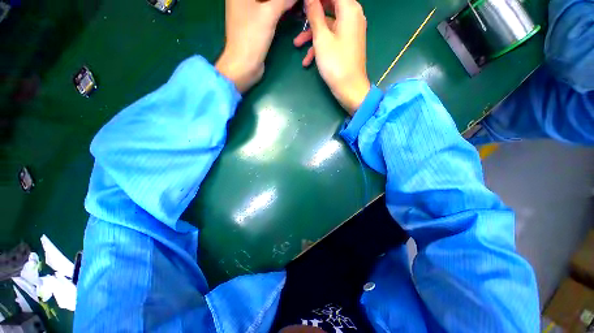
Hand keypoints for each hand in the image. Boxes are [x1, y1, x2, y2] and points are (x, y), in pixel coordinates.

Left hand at [216, 0, 297, 92]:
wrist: (243, 65)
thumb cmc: (252, 38)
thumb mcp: (269, 14)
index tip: (293, 0)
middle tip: (297, 2)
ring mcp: (247, 10)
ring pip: (267, 1)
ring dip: (282, 3)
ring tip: (297, 5)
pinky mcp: (253, 23)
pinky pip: (268, 10)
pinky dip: (279, 9)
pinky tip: (291, 9)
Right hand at [294, 0, 369, 114]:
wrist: (350, 89)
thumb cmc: (336, 63)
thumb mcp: (321, 38)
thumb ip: (315, 14)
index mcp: (349, 9)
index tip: (302, 5)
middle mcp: (352, 16)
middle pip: (328, 7)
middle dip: (311, 15)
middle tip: (297, 17)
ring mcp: (350, 32)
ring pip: (328, 26)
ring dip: (311, 35)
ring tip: (296, 45)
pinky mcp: (346, 45)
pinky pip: (332, 39)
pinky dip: (320, 46)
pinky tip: (307, 60)